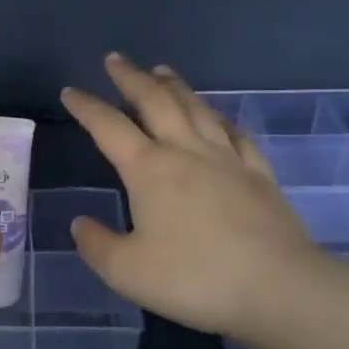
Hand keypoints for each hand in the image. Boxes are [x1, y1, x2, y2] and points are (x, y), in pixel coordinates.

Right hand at [62, 54, 324, 341]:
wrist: (277, 288)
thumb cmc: (194, 277)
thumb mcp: (126, 271)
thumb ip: (97, 245)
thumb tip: (81, 223)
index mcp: (149, 169)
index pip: (108, 127)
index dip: (87, 106)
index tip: (70, 91)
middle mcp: (186, 151)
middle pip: (155, 101)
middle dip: (131, 78)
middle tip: (116, 60)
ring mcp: (227, 159)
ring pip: (196, 109)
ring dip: (175, 86)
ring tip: (161, 71)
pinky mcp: (259, 174)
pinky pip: (236, 134)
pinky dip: (221, 118)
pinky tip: (218, 117)